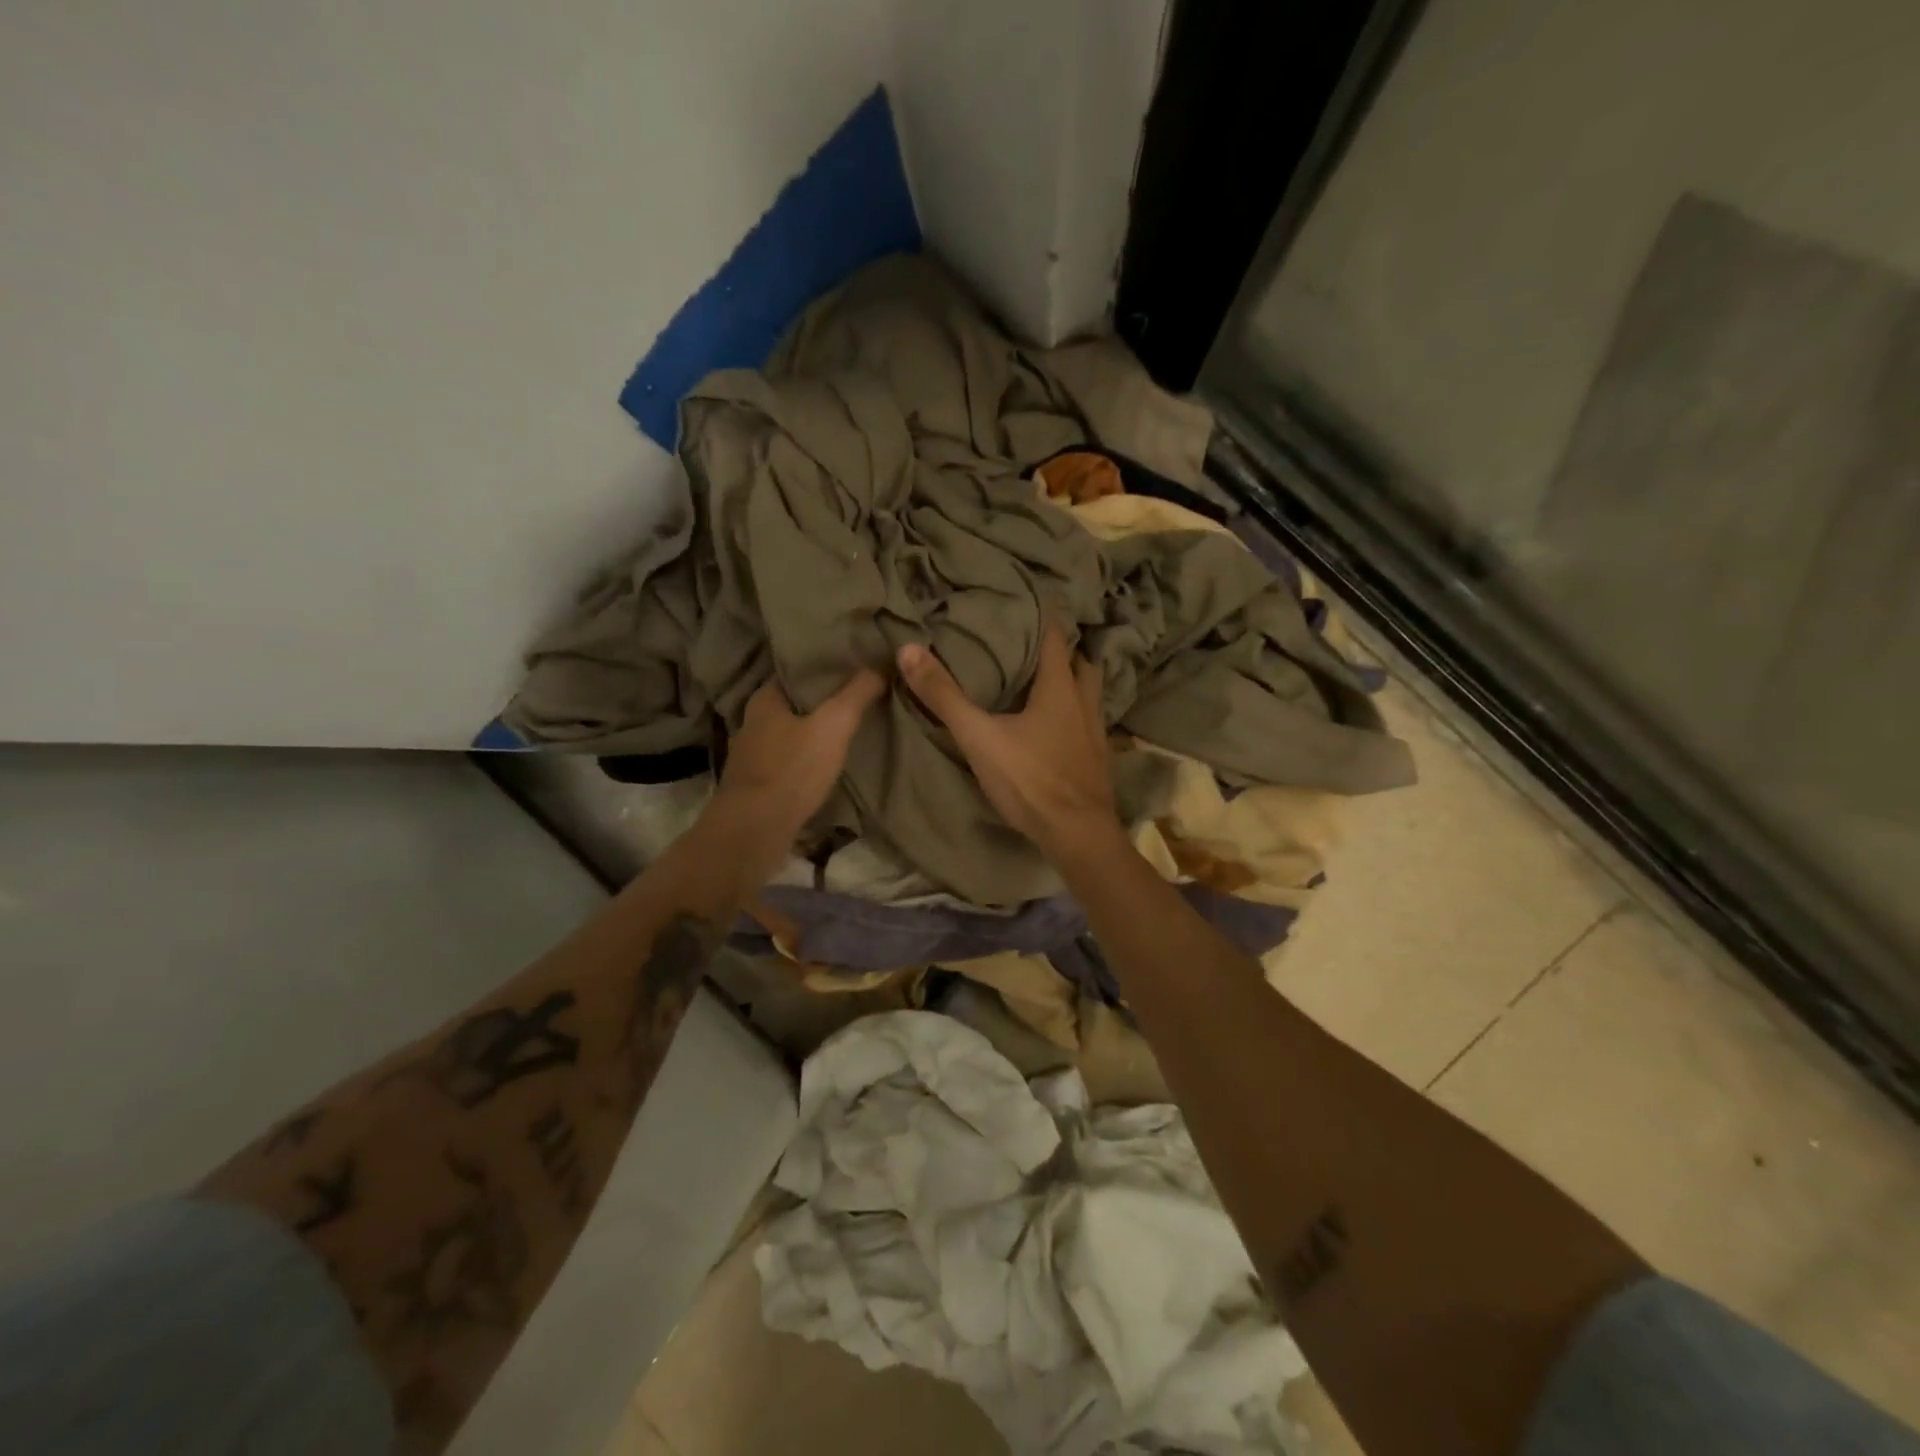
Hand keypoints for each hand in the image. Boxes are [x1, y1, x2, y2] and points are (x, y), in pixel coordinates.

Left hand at [715, 668, 885, 840]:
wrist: (754, 830)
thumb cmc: (792, 769)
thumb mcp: (833, 725)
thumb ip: (856, 694)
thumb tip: (879, 665)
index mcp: (764, 701)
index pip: (793, 672)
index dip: (821, 669)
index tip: (851, 670)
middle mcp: (751, 724)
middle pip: (791, 705)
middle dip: (819, 704)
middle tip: (855, 701)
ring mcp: (749, 759)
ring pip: (787, 736)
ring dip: (810, 736)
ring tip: (844, 735)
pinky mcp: (755, 788)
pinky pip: (785, 765)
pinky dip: (803, 763)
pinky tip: (824, 768)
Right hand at [896, 623, 1123, 863]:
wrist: (1077, 834)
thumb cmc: (1030, 779)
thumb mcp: (979, 737)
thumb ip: (944, 696)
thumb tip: (907, 649)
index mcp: (1060, 687)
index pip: (1055, 637)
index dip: (1043, 616)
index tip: (1027, 602)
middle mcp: (1085, 702)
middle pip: (1080, 664)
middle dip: (1061, 651)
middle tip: (1033, 645)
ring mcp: (1096, 732)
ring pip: (1089, 694)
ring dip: (1072, 683)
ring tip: (1044, 683)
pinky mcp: (1098, 759)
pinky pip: (1088, 723)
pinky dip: (1074, 715)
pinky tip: (1057, 728)